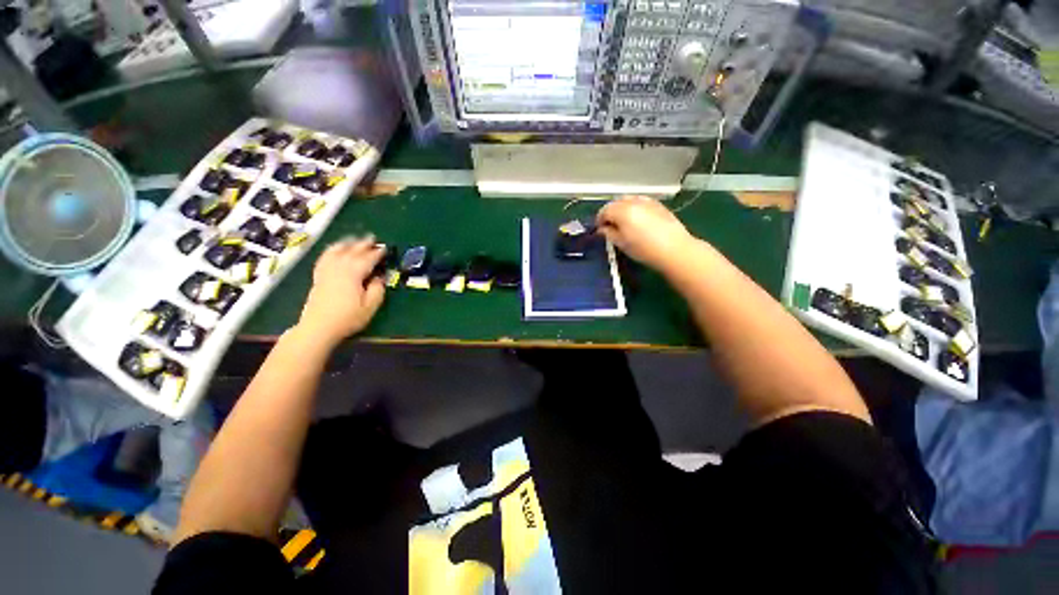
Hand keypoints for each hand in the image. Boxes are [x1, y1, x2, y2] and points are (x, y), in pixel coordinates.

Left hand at [295, 236, 385, 346]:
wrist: (318, 327)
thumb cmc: (348, 317)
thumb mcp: (370, 306)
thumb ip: (377, 288)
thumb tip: (379, 277)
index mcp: (354, 273)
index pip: (368, 258)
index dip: (378, 253)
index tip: (385, 249)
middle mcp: (339, 267)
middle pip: (352, 251)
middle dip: (363, 244)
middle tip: (373, 238)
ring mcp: (327, 270)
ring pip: (337, 251)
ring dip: (347, 243)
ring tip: (355, 239)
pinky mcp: (319, 276)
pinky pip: (325, 257)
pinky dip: (331, 250)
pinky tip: (335, 250)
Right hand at [596, 196, 696, 271]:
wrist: (674, 249)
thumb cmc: (644, 249)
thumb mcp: (621, 244)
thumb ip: (608, 233)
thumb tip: (602, 229)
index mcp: (621, 211)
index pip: (604, 211)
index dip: (599, 220)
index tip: (600, 230)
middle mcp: (633, 201)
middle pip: (616, 202)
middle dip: (610, 212)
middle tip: (611, 226)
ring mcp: (647, 201)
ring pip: (629, 200)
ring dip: (622, 209)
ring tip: (625, 223)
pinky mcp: (658, 204)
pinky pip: (641, 202)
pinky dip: (635, 208)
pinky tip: (638, 220)